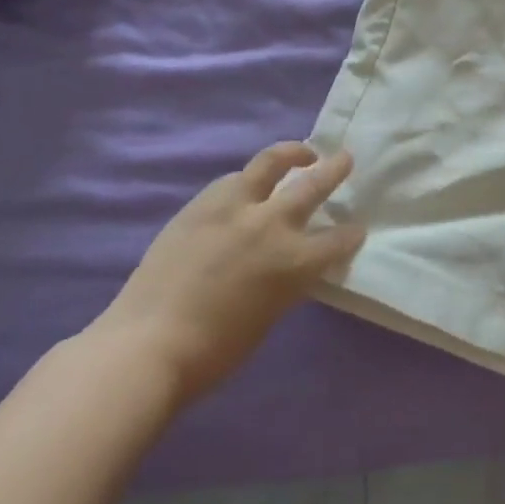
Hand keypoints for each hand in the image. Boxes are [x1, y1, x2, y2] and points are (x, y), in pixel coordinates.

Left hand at [90, 142, 364, 401]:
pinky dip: (248, 180)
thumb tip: (292, 264)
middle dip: (334, 170)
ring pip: (270, 163)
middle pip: (313, 185)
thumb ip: (288, 280)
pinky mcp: (200, 205)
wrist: (147, 345)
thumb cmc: (216, 350)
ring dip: (291, 155)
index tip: (356, 229)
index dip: (351, 235)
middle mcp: (271, 224)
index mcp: (295, 261)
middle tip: (344, 159)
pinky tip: (249, 186)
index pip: (339, 239)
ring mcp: (234, 208)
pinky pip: (233, 181)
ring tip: (302, 153)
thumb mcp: (271, 313)